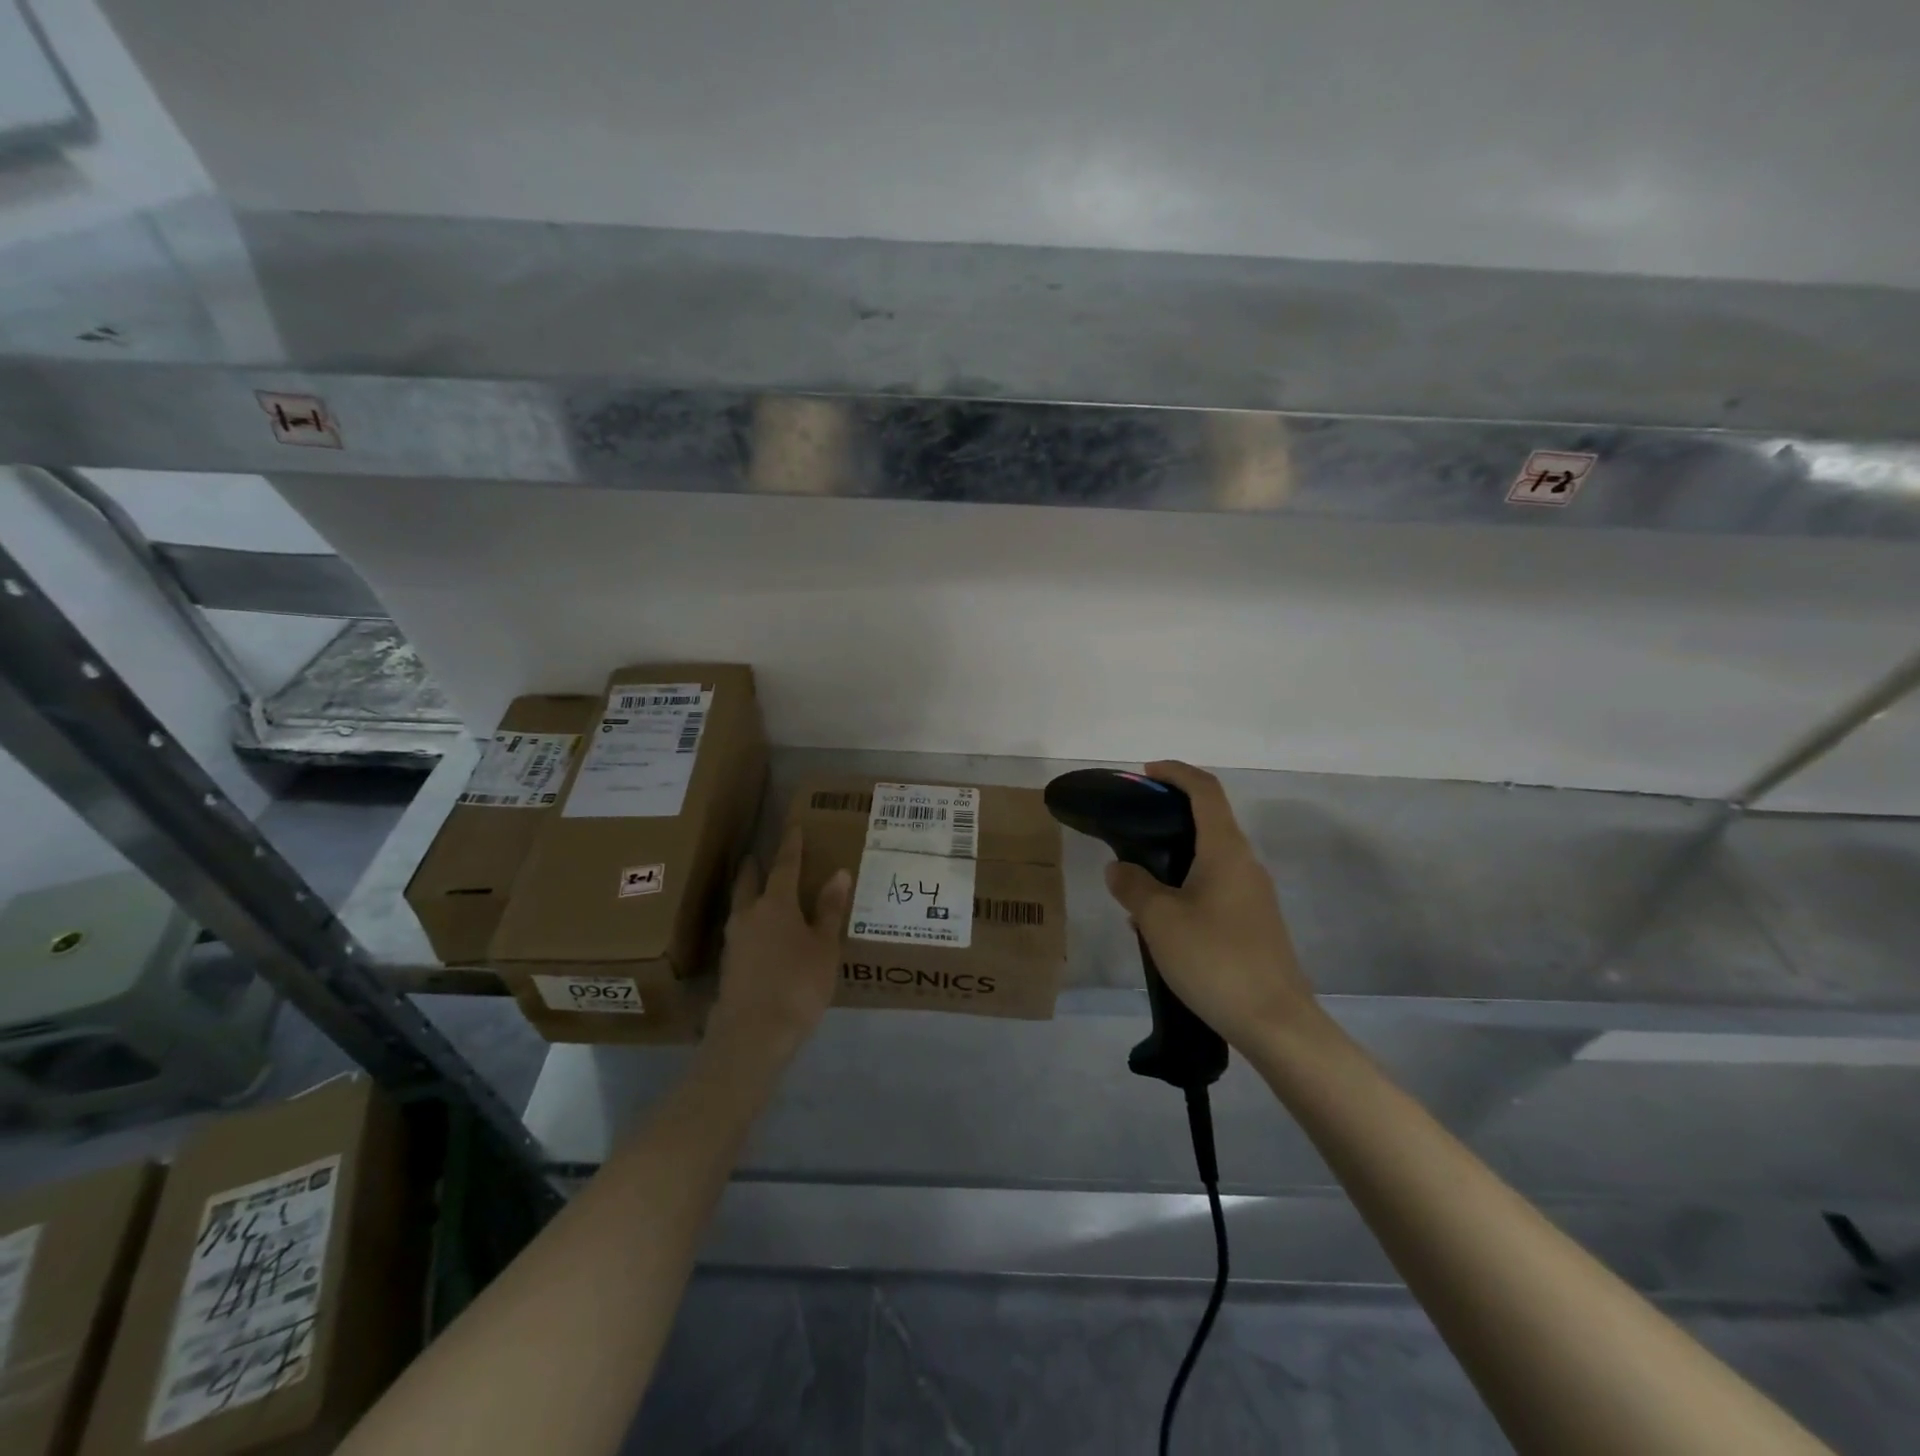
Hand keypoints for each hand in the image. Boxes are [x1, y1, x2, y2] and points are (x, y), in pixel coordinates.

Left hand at [705, 825, 850, 1063]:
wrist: (752, 1035)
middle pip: (749, 882)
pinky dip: (750, 922)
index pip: (784, 866)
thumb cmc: (797, 984)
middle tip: (757, 854)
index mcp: (775, 903)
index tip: (792, 827)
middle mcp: (749, 915)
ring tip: (759, 891)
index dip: (791, 846)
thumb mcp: (824, 947)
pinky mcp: (728, 965)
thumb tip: (838, 872)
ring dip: (748, 894)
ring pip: (740, 906)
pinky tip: (759, 933)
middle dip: (754, 867)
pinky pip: (740, 931)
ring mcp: (734, 940)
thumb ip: (830, 910)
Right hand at [1103, 761, 1323, 1051]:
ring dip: (1174, 857)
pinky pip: (1214, 887)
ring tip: (1136, 880)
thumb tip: (1119, 868)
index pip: (1205, 790)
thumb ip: (1133, 885)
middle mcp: (1245, 863)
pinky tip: (1160, 920)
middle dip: (1169, 816)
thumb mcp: (1159, 919)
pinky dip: (1185, 886)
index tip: (1145, 773)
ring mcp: (1254, 895)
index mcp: (1225, 850)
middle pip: (1208, 821)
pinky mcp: (1254, 923)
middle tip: (1131, 829)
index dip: (1175, 773)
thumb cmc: (1215, 959)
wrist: (1275, 1022)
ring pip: (1209, 858)